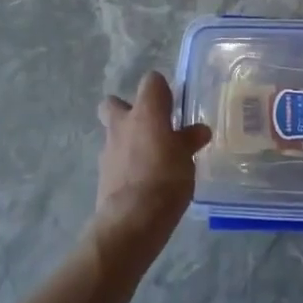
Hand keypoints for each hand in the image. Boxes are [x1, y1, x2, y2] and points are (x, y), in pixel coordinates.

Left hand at [92, 72, 210, 258]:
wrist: (131, 221)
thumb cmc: (165, 179)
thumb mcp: (187, 159)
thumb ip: (190, 141)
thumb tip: (200, 130)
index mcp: (146, 111)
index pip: (151, 81)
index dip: (162, 90)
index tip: (173, 106)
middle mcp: (123, 123)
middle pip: (114, 103)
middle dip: (127, 110)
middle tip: (149, 126)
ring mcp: (108, 149)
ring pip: (113, 133)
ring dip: (127, 140)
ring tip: (150, 159)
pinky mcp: (102, 174)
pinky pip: (114, 160)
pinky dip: (125, 164)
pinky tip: (142, 180)